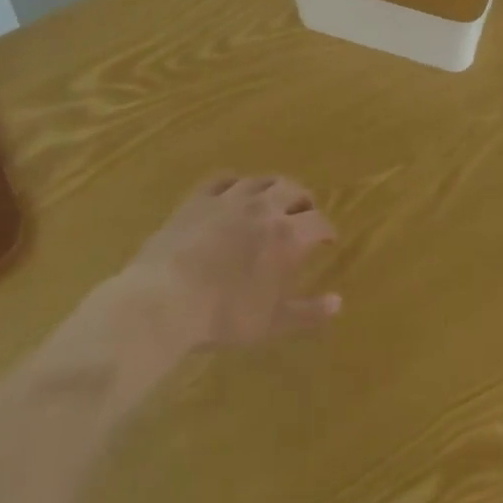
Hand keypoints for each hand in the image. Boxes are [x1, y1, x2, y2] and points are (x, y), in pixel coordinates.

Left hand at [124, 174, 341, 348]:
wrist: (164, 300)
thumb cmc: (223, 316)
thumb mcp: (272, 324)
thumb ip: (308, 312)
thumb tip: (339, 302)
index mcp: (287, 236)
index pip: (317, 222)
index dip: (326, 229)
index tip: (327, 239)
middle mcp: (263, 208)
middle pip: (293, 189)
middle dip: (304, 201)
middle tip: (304, 215)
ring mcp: (229, 198)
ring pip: (261, 180)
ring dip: (273, 188)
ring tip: (273, 200)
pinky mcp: (199, 198)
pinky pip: (223, 179)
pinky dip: (236, 183)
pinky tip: (234, 192)